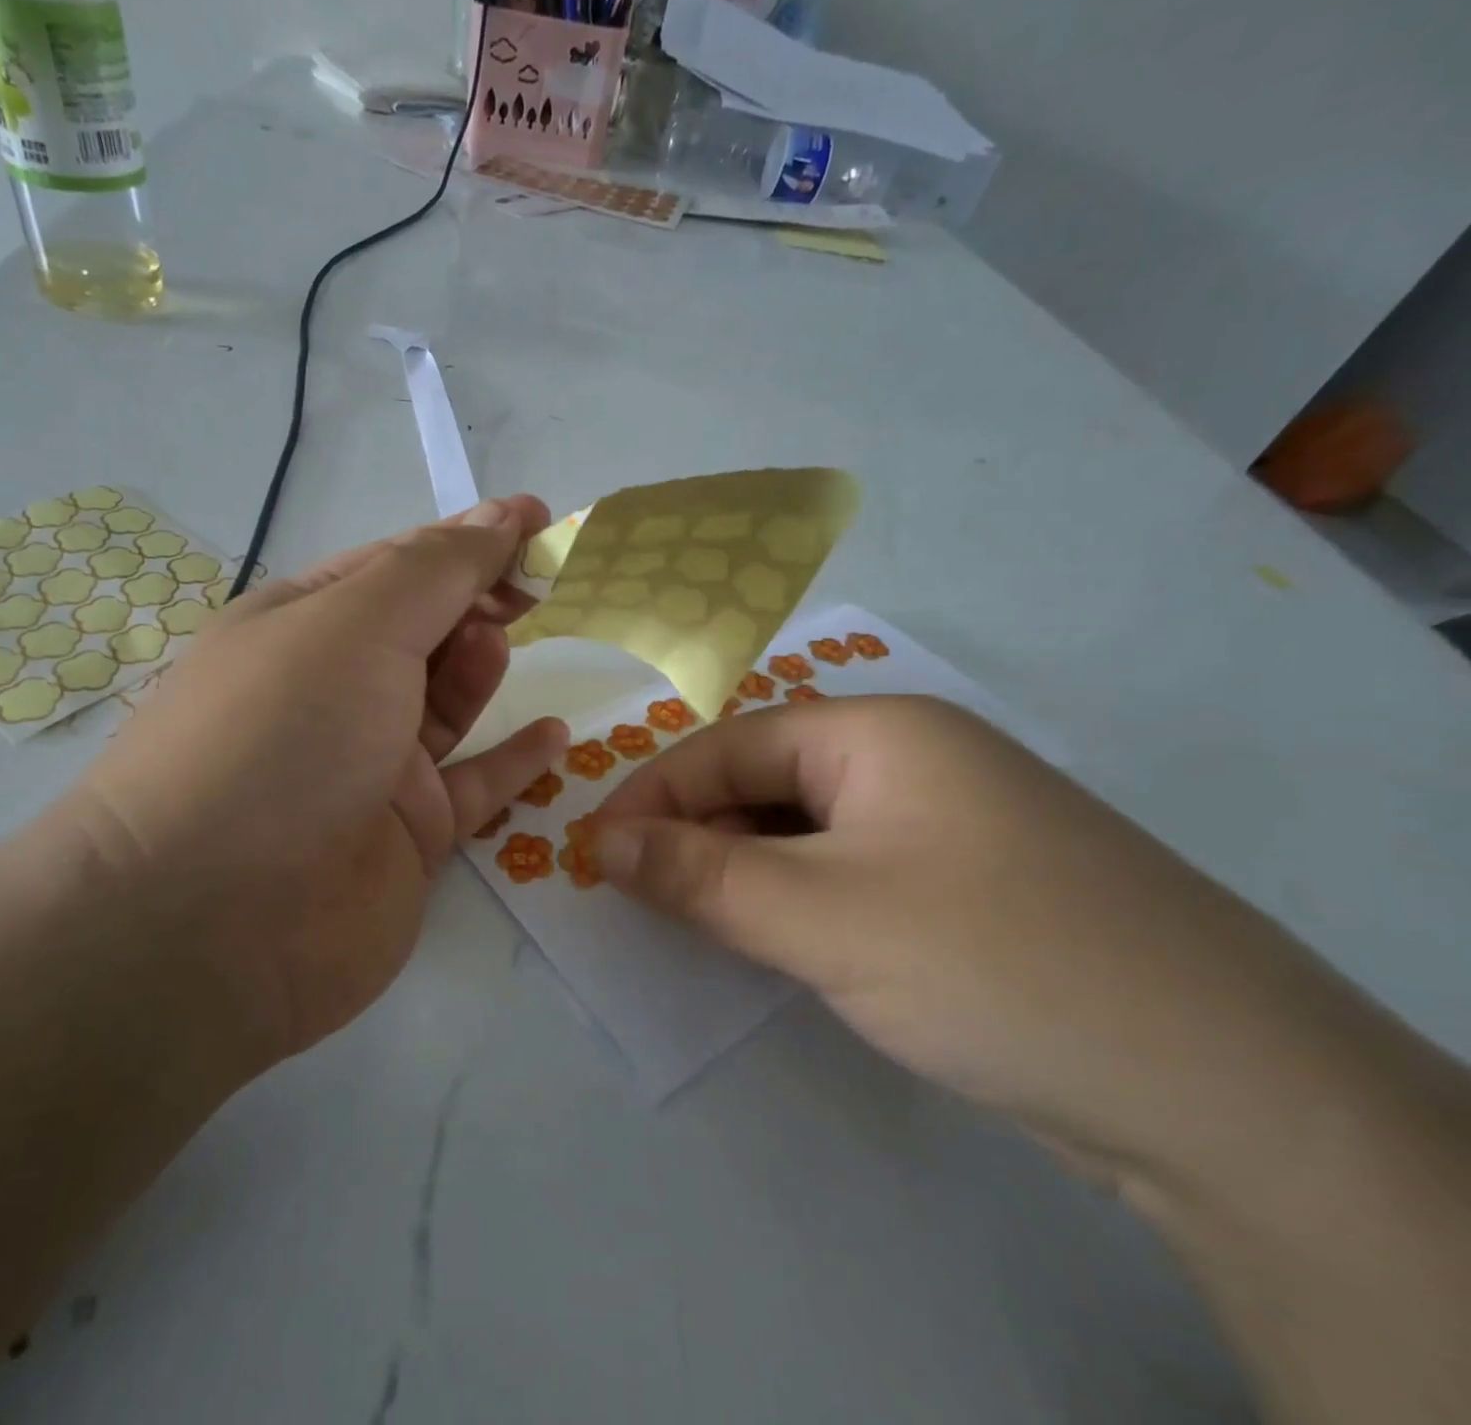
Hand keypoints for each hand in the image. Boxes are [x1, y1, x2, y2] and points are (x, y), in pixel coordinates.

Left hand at [51, 498, 567, 1072]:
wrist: (214, 928)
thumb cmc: (281, 740)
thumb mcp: (356, 625)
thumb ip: (436, 571)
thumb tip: (499, 518)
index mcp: (302, 626)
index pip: (396, 564)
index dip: (468, 538)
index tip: (539, 522)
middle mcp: (332, 691)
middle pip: (422, 629)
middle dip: (477, 599)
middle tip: (535, 588)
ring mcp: (368, 765)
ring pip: (445, 703)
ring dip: (480, 667)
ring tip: (503, 647)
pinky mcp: (405, 834)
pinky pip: (472, 785)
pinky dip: (512, 759)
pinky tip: (553, 735)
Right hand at [590, 697, 1398, 1192]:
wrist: (1228, 1093)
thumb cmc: (992, 962)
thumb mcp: (821, 916)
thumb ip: (701, 877)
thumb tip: (602, 845)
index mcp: (882, 731)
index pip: (731, 745)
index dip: (654, 794)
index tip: (596, 849)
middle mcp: (915, 759)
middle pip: (769, 781)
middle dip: (696, 831)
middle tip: (637, 890)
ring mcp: (949, 822)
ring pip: (808, 829)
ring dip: (743, 867)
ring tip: (691, 915)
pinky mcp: (970, 884)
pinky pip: (850, 869)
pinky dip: (796, 896)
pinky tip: (773, 935)